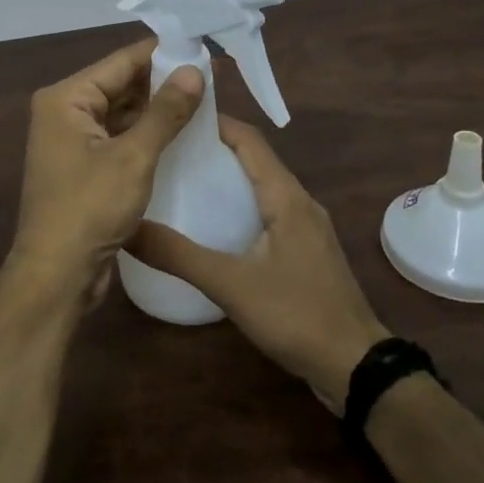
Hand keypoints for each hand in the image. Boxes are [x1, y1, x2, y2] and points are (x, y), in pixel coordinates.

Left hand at [7, 39, 204, 305]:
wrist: (56, 275)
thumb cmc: (89, 208)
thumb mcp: (133, 157)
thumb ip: (165, 111)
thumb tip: (195, 71)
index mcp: (66, 98)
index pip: (120, 62)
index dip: (162, 54)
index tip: (202, 48)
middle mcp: (64, 112)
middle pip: (120, 85)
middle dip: (163, 82)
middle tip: (211, 77)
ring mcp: (71, 141)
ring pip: (121, 113)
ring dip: (157, 109)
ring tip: (204, 101)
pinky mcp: (83, 167)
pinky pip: (119, 138)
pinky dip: (146, 135)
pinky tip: (180, 134)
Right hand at [127, 117, 389, 411]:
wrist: (356, 366)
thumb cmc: (296, 314)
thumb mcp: (230, 284)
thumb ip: (178, 256)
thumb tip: (127, 228)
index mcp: (286, 196)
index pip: (249, 139)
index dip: (215, 122)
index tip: (175, 117)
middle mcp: (300, 201)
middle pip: (255, 158)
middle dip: (214, 148)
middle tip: (169, 149)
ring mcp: (307, 226)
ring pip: (263, 186)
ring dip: (228, 177)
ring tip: (184, 181)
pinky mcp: (306, 250)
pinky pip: (269, 210)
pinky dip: (241, 204)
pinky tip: (215, 224)